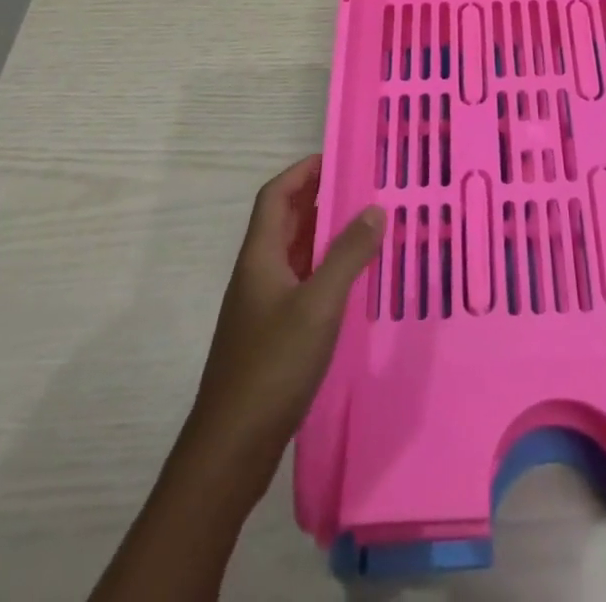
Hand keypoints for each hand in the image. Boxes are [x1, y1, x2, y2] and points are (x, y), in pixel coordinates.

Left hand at [185, 156, 381, 479]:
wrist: (230, 449)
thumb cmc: (272, 366)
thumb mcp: (318, 305)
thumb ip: (347, 255)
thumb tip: (374, 208)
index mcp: (260, 256)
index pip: (276, 195)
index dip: (303, 171)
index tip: (339, 156)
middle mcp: (258, 273)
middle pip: (286, 221)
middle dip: (320, 198)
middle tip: (364, 187)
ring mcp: (263, 306)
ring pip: (296, 253)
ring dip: (325, 234)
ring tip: (367, 225)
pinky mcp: (272, 334)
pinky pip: (302, 283)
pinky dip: (326, 270)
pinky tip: (353, 282)